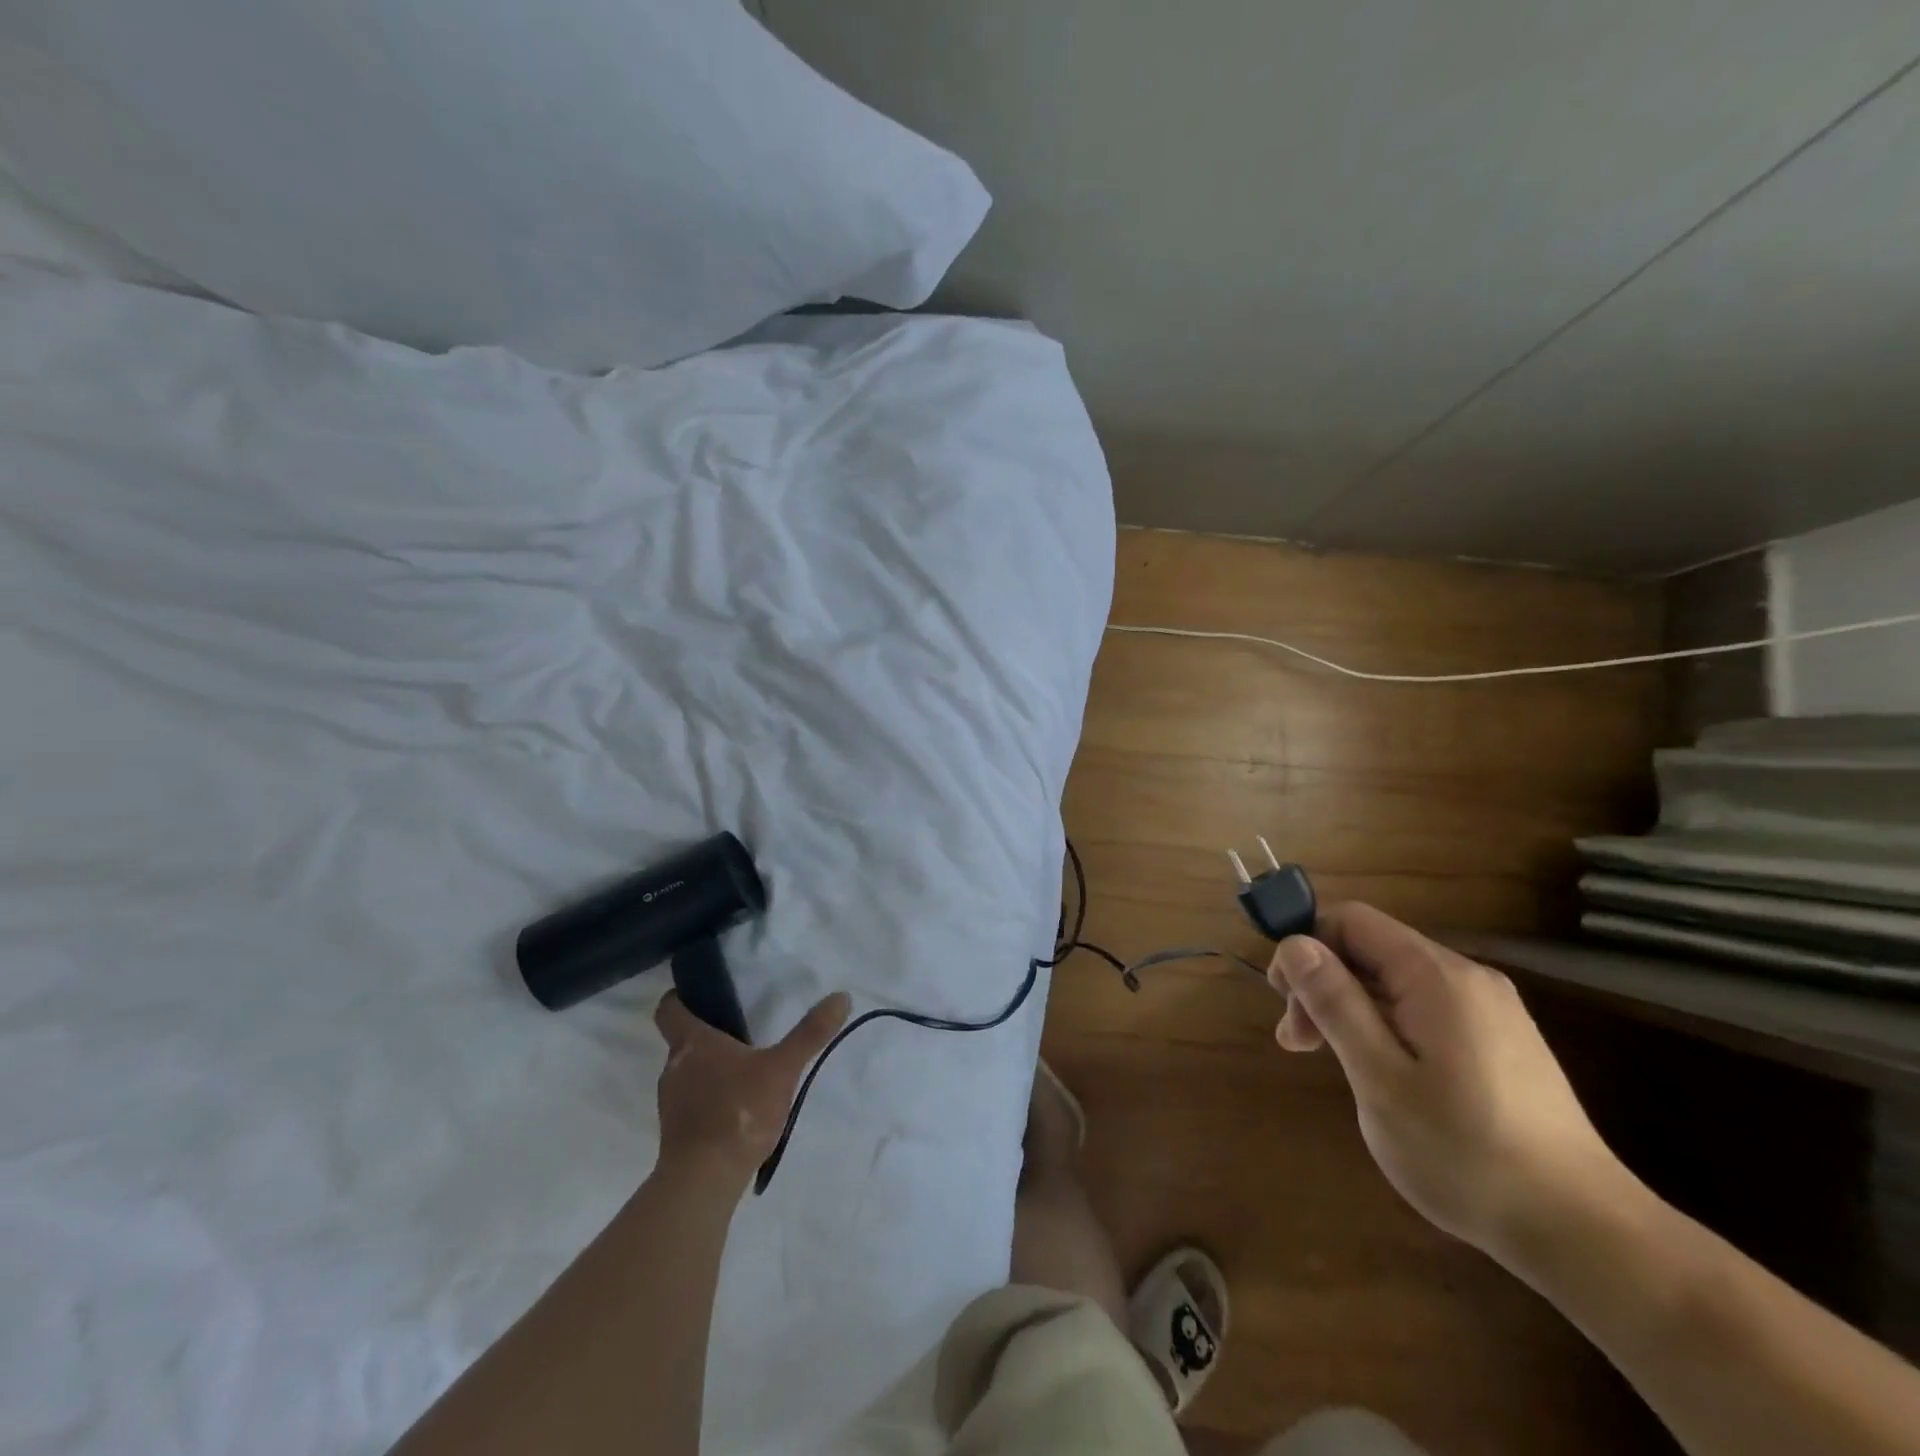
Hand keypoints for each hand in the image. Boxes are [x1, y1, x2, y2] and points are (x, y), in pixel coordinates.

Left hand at [653, 990, 851, 1190]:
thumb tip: (841, 996)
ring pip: (687, 1072)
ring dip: (710, 1069)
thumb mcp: (782, 1068)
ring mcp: (671, 1102)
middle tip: (741, 1032)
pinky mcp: (676, 1132)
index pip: (669, 1009)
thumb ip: (810, 1033)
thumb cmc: (738, 1112)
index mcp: (692, 1043)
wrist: (704, 1181)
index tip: (701, 996)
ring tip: (745, 1072)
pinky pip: (691, 1102)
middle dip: (708, 1035)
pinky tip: (737, 1108)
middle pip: (682, 1040)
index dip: (680, 998)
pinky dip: (709, 1099)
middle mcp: (674, 1067)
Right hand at [1268, 903, 1630, 1262]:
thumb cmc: (1466, 1153)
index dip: (1306, 946)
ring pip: (1394, 982)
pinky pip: (1423, 1009)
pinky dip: (1385, 1027)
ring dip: (1349, 1008)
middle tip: (1298, 1043)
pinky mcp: (1499, 1041)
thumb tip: (1293, 943)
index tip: (1284, 1000)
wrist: (1585, 1233)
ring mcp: (1489, 1010)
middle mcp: (1466, 978)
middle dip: (1323, 984)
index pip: (1351, 921)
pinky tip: (1381, 1075)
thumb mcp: (1380, 1078)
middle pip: (1371, 950)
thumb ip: (1335, 1003)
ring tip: (1329, 1062)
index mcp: (1436, 976)